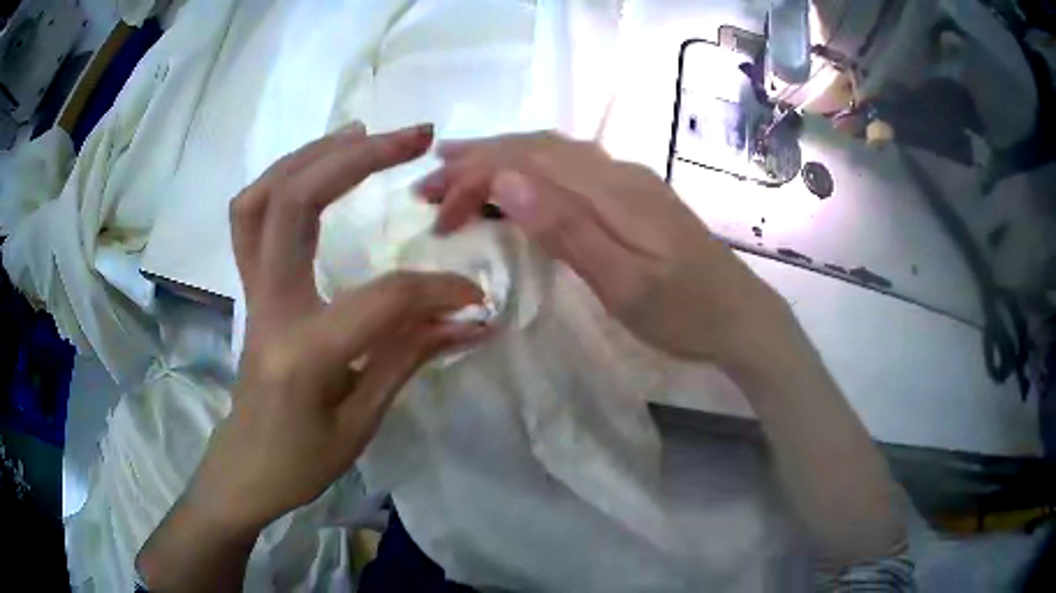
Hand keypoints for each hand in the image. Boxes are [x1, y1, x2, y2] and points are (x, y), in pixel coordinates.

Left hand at [190, 122, 488, 531]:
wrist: (246, 467)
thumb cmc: (303, 460)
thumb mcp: (363, 422)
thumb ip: (411, 356)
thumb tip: (471, 317)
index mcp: (303, 351)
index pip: (382, 299)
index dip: (437, 291)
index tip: (474, 297)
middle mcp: (268, 305)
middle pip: (295, 203)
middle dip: (358, 159)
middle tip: (414, 136)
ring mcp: (251, 289)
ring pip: (262, 197)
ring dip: (313, 154)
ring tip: (363, 132)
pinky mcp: (249, 286)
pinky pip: (250, 215)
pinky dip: (282, 178)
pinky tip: (317, 167)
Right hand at [417, 132, 791, 370]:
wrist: (740, 315)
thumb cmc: (682, 311)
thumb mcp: (622, 282)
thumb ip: (567, 227)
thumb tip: (507, 179)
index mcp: (610, 190)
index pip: (525, 163)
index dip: (474, 178)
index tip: (436, 210)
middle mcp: (616, 172)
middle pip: (535, 148)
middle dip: (476, 159)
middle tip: (429, 180)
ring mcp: (627, 180)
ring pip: (552, 151)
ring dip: (501, 156)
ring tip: (457, 168)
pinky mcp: (633, 195)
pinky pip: (570, 165)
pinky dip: (531, 166)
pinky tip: (517, 179)